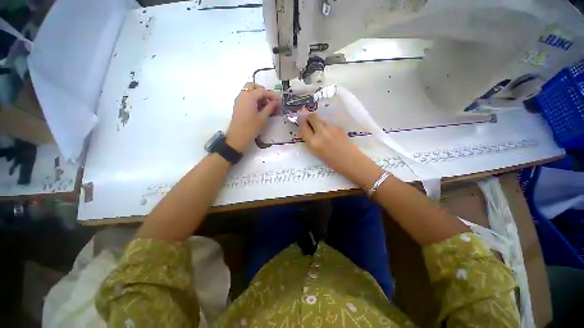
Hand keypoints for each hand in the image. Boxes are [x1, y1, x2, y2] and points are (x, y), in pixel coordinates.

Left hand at [226, 82, 278, 151]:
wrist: (238, 138)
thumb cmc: (251, 128)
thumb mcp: (263, 118)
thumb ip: (270, 107)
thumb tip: (276, 101)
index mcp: (249, 96)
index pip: (262, 91)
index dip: (271, 94)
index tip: (279, 99)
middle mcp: (242, 95)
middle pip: (252, 86)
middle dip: (262, 91)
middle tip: (270, 100)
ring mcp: (239, 100)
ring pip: (249, 91)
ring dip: (258, 95)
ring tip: (266, 106)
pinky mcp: (238, 106)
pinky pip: (246, 97)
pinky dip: (253, 99)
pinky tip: (260, 109)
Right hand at [299, 113, 383, 187]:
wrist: (348, 160)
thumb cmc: (329, 160)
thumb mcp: (315, 152)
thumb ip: (310, 140)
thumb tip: (307, 129)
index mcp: (313, 142)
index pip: (303, 126)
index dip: (301, 121)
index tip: (301, 120)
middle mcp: (321, 132)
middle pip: (312, 117)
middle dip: (310, 116)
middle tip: (309, 119)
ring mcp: (330, 128)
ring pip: (322, 120)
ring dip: (319, 122)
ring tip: (322, 130)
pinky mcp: (338, 127)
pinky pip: (330, 125)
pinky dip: (328, 128)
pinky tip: (332, 135)